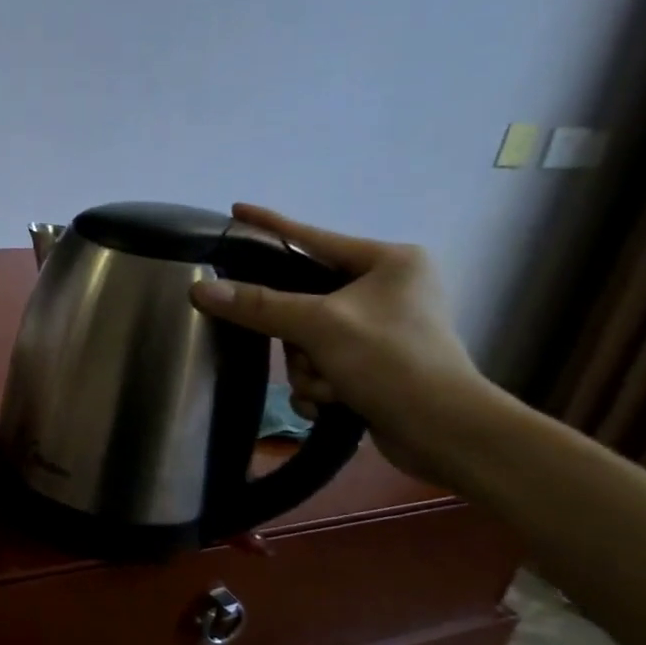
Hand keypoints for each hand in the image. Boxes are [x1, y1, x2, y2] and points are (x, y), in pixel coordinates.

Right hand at [189, 205, 502, 484]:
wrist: (446, 434)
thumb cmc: (392, 362)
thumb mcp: (320, 326)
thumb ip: (258, 305)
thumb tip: (200, 289)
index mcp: (388, 262)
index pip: (312, 237)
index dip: (270, 226)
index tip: (236, 211)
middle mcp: (386, 289)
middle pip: (302, 301)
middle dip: (298, 340)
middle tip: (307, 355)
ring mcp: (380, 329)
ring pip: (305, 340)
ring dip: (308, 370)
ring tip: (330, 388)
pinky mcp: (374, 365)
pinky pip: (320, 365)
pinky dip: (320, 387)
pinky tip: (333, 403)